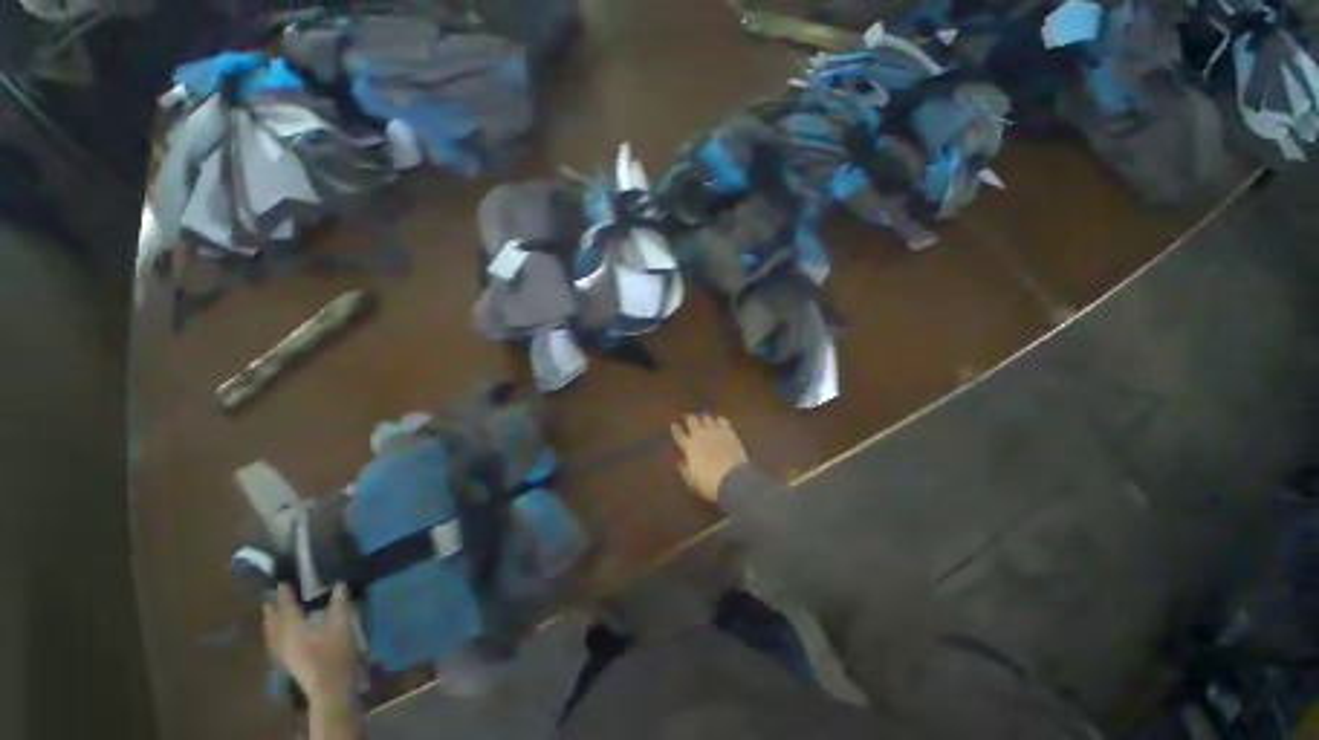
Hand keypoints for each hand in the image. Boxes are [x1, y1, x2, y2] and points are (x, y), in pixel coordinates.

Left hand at [263, 584, 358, 710]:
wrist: (329, 687)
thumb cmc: (335, 654)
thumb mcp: (342, 626)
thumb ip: (339, 605)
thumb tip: (339, 584)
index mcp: (294, 627)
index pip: (286, 606)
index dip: (284, 594)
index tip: (281, 582)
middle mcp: (283, 638)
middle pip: (273, 621)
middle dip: (272, 607)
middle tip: (271, 596)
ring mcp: (282, 652)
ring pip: (271, 633)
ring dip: (270, 621)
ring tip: (269, 612)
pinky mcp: (286, 662)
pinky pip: (274, 642)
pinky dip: (273, 633)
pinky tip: (277, 635)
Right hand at [671, 414, 748, 503]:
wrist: (733, 479)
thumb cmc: (709, 483)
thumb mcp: (692, 480)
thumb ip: (684, 468)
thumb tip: (679, 461)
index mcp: (689, 446)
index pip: (679, 434)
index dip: (675, 429)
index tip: (673, 425)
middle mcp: (700, 435)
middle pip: (692, 421)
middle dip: (689, 419)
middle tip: (688, 418)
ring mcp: (715, 431)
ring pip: (706, 418)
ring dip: (703, 418)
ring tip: (703, 419)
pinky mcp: (729, 432)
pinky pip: (722, 420)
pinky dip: (719, 420)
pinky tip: (718, 421)